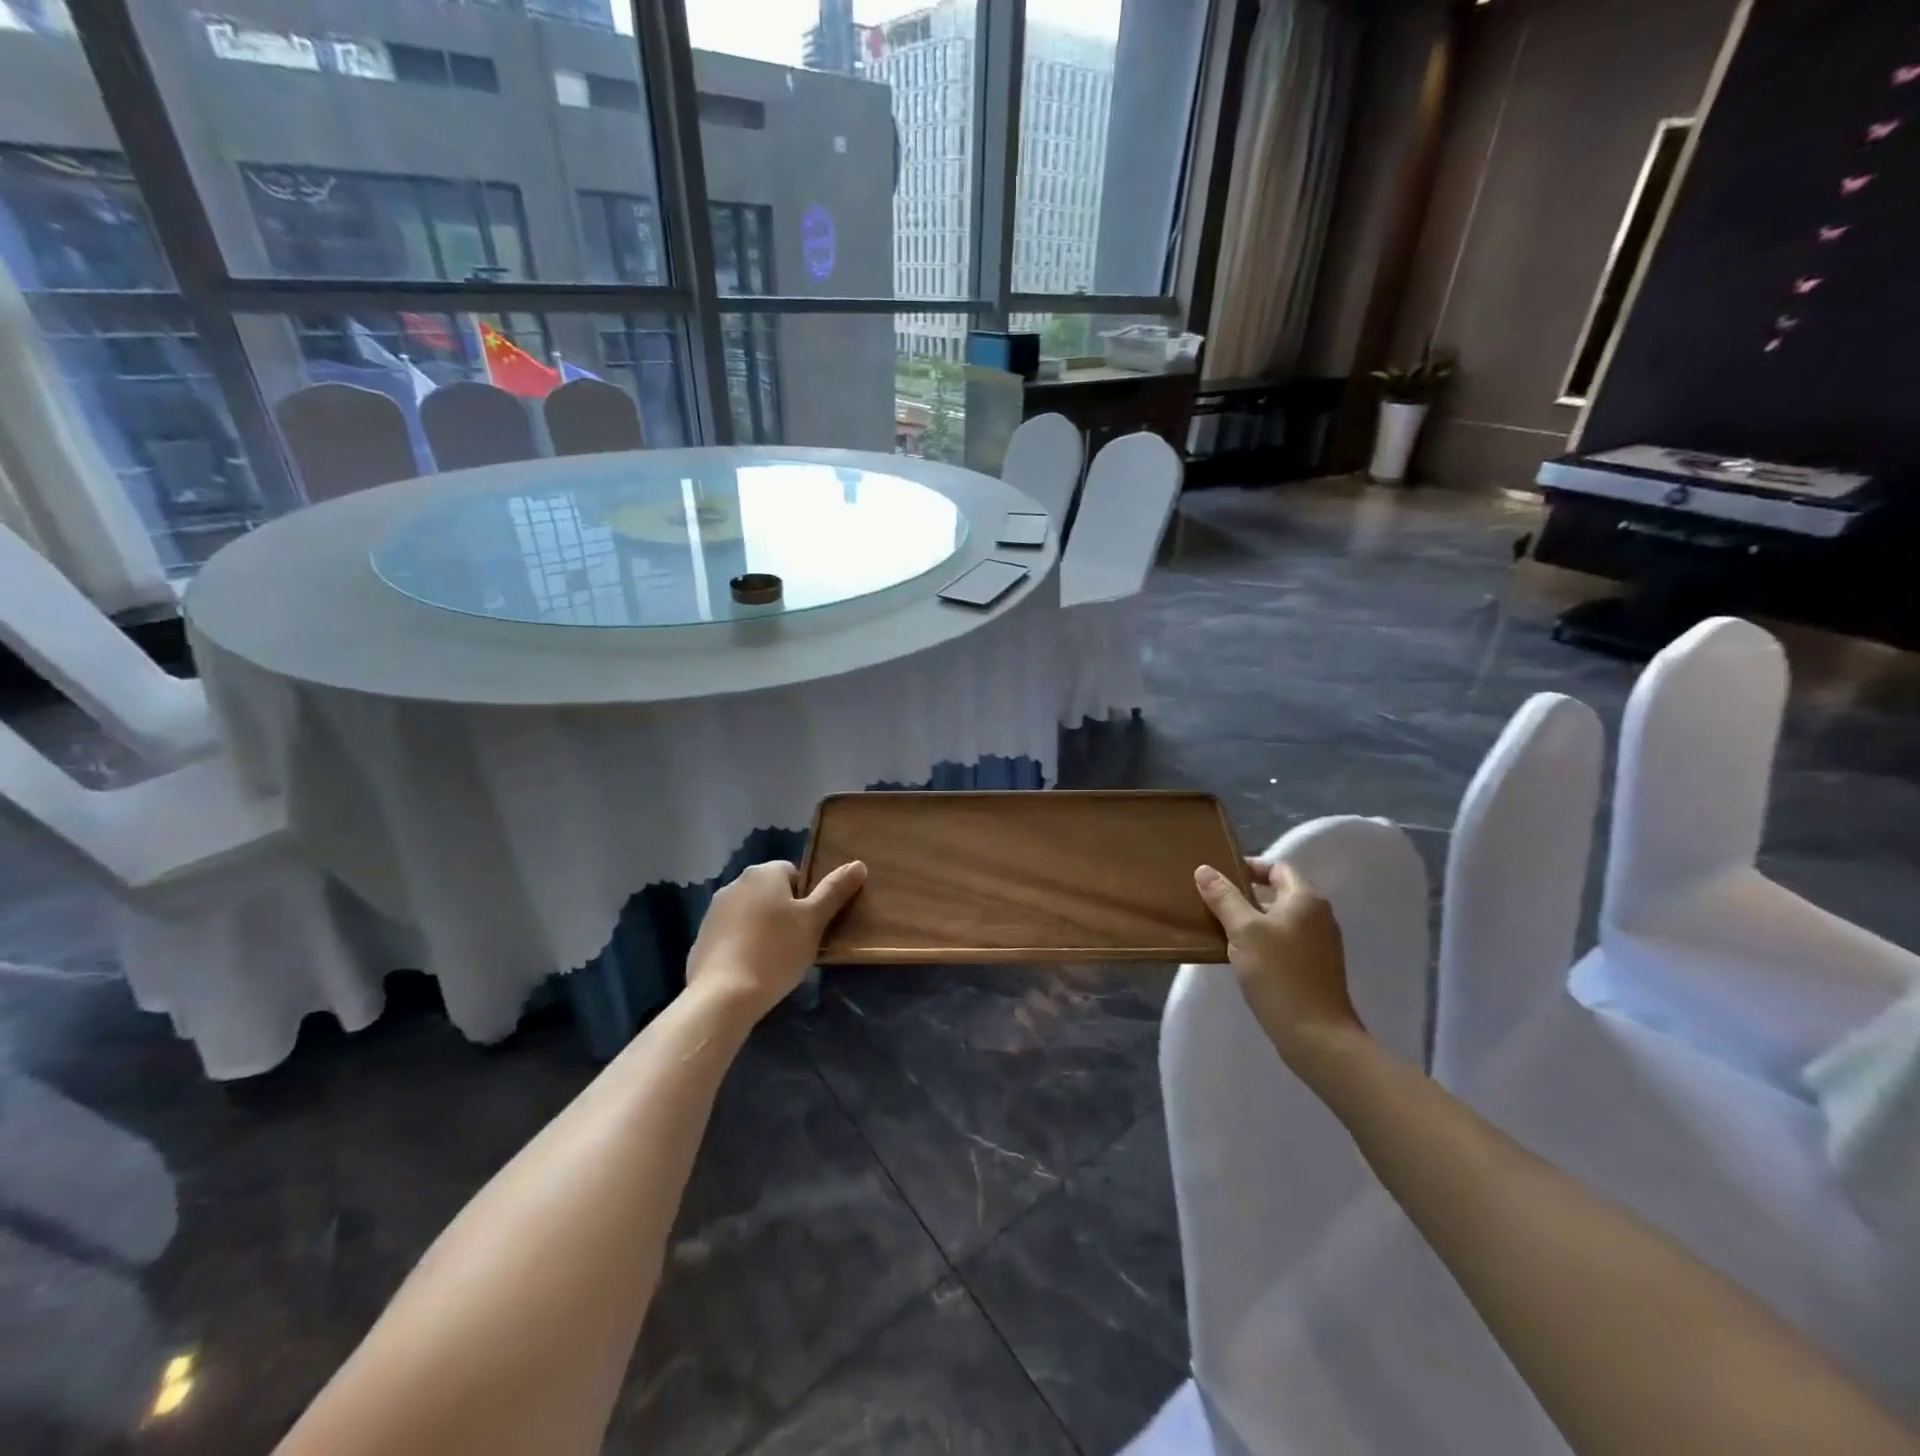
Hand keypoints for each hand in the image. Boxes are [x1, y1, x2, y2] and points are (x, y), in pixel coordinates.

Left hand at [687, 860, 866, 1022]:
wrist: (723, 995)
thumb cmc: (776, 951)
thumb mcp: (814, 920)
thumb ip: (835, 890)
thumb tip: (858, 864)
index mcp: (764, 873)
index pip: (794, 873)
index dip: (807, 898)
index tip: (811, 925)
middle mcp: (736, 883)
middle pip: (771, 892)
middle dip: (785, 912)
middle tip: (798, 942)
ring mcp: (714, 911)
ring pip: (751, 913)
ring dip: (763, 928)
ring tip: (775, 959)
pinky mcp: (702, 937)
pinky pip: (732, 934)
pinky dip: (743, 945)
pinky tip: (751, 969)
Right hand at [1194, 859, 1366, 1064]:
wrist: (1316, 1036)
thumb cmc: (1279, 974)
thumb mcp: (1243, 931)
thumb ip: (1223, 897)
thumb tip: (1204, 869)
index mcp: (1305, 900)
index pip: (1277, 868)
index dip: (1249, 867)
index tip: (1219, 876)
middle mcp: (1319, 916)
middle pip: (1279, 894)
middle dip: (1245, 896)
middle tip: (1212, 902)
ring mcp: (1321, 945)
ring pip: (1280, 920)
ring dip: (1252, 921)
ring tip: (1221, 929)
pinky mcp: (1316, 969)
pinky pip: (1285, 943)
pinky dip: (1264, 942)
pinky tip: (1242, 957)